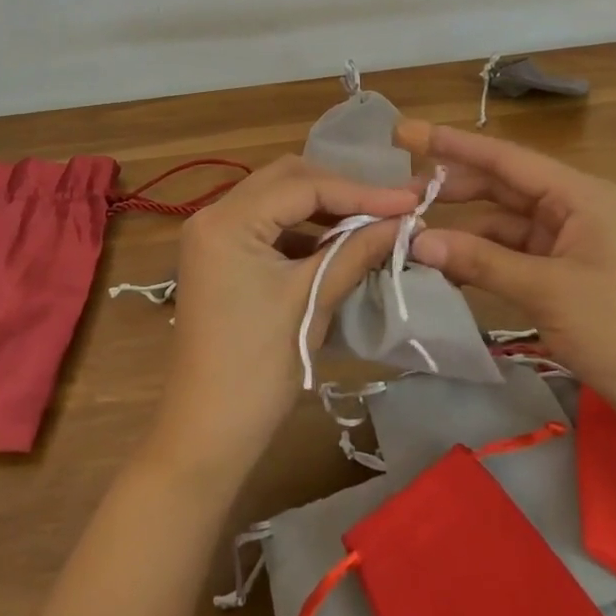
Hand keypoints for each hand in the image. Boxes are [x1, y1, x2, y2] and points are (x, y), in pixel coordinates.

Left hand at [141, 155, 416, 486]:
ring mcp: (213, 236)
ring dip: (323, 208)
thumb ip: (356, 251)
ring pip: (277, 199)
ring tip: (372, 220)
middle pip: (287, 180)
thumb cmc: (257, 368)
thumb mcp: (310, 301)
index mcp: (227, 220)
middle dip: (341, 190)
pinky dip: (303, 229)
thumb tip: (404, 221)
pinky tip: (337, 243)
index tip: (410, 199)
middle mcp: (213, 214)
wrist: (205, 435)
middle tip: (391, 204)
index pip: (303, 186)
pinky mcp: (220, 257)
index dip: (360, 191)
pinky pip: (267, 226)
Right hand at [397, 121, 615, 441]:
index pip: (505, 158)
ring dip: (464, 231)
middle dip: (451, 189)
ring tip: (412, 235)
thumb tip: (416, 241)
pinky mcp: (569, 276)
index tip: (405, 133)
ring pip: (504, 225)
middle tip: (397, 194)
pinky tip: (449, 268)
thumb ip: (480, 262)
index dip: (452, 144)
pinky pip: (515, 256)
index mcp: (579, 194)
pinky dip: (483, 261)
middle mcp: (574, 208)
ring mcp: (572, 243)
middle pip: (501, 187)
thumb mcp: (547, 292)